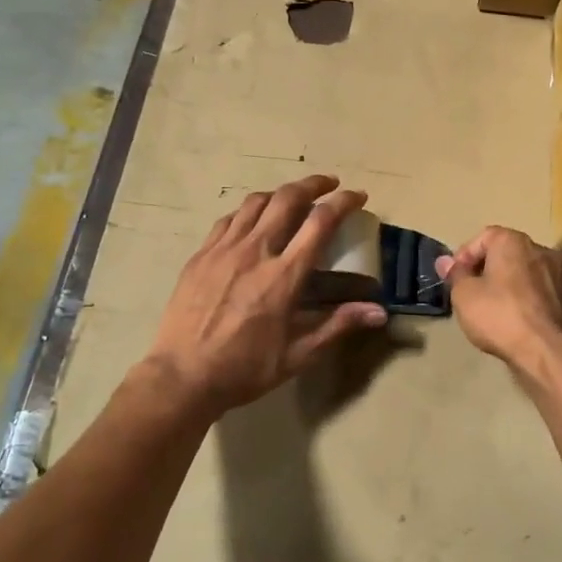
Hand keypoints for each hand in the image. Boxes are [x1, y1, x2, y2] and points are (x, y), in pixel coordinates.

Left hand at [143, 175, 387, 420]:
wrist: (182, 376)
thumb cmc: (245, 368)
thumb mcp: (298, 354)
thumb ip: (338, 325)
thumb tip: (380, 312)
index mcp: (284, 275)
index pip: (320, 222)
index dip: (343, 202)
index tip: (358, 196)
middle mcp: (255, 251)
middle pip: (287, 198)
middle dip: (313, 184)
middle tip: (329, 184)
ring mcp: (223, 249)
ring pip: (256, 202)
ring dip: (280, 193)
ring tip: (293, 197)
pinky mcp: (201, 255)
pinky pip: (229, 219)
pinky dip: (249, 211)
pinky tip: (253, 220)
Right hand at [435, 227, 561, 377]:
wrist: (546, 351)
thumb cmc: (499, 315)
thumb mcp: (464, 295)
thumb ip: (455, 274)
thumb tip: (445, 262)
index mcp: (513, 241)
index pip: (483, 237)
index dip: (464, 257)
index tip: (453, 278)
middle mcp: (538, 249)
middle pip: (504, 253)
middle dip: (483, 269)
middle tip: (467, 291)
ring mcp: (555, 273)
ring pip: (520, 272)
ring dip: (502, 285)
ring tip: (486, 308)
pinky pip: (533, 290)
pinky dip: (519, 299)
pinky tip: (509, 319)